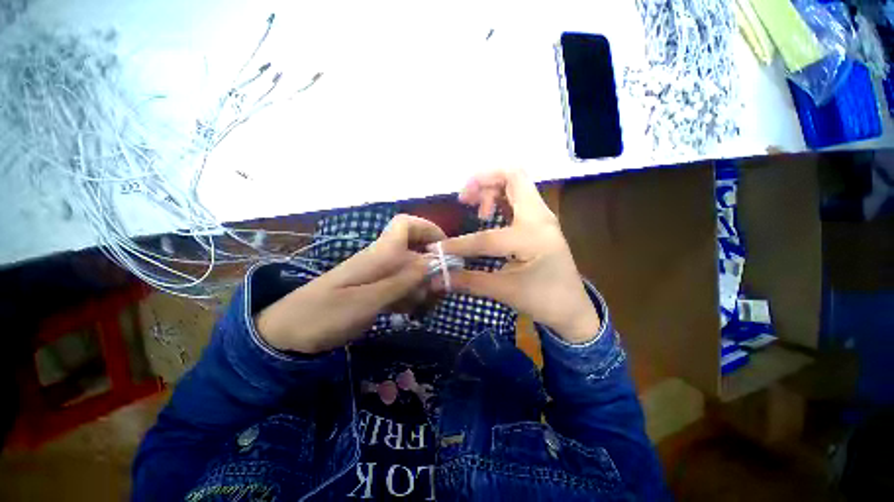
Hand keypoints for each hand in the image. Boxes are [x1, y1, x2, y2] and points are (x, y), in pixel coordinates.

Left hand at [257, 214, 445, 353]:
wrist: (290, 333)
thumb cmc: (326, 314)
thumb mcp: (368, 299)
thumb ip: (403, 280)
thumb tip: (434, 262)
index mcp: (379, 254)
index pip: (406, 225)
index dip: (428, 229)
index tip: (445, 249)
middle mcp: (382, 260)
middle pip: (416, 252)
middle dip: (433, 268)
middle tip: (440, 292)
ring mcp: (379, 277)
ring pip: (412, 272)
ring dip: (425, 287)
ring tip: (426, 308)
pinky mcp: (375, 291)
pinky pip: (403, 288)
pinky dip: (413, 298)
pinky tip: (415, 314)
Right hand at [434, 170, 600, 342]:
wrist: (573, 308)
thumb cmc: (544, 301)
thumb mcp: (505, 291)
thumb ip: (469, 282)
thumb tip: (437, 279)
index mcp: (532, 237)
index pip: (486, 237)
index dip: (457, 244)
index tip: (436, 249)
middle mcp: (540, 217)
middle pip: (513, 176)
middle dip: (483, 181)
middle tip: (463, 198)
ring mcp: (542, 216)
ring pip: (516, 183)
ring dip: (491, 186)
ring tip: (473, 205)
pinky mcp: (540, 221)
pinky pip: (518, 196)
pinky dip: (499, 196)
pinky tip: (487, 213)